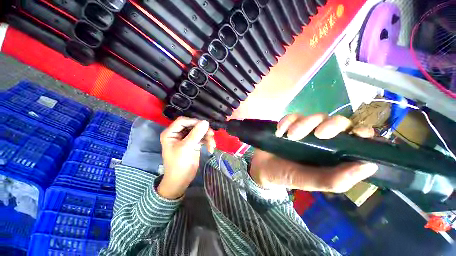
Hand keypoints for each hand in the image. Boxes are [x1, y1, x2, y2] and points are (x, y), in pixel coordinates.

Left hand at [158, 117, 215, 198]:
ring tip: (212, 144)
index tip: (204, 125)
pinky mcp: (194, 144)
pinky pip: (202, 138)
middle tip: (211, 135)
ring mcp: (187, 139)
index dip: (194, 122)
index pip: (183, 121)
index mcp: (171, 133)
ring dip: (207, 137)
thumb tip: (206, 122)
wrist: (181, 180)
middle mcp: (179, 134)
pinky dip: (208, 142)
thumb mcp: (186, 147)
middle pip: (193, 126)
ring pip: (199, 132)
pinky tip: (211, 148)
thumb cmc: (179, 164)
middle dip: (203, 130)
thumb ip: (196, 134)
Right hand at [249, 113, 377, 192]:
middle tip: (317, 134)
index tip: (359, 133)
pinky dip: (286, 121)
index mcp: (331, 154)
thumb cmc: (286, 176)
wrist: (262, 168)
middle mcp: (321, 139)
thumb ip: (335, 180)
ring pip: (313, 117)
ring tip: (289, 136)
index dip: (361, 132)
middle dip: (329, 125)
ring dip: (302, 124)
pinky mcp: (288, 125)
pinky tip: (279, 132)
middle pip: (335, 121)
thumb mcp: (309, 182)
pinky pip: (292, 116)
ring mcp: (303, 130)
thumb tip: (368, 166)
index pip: (354, 138)